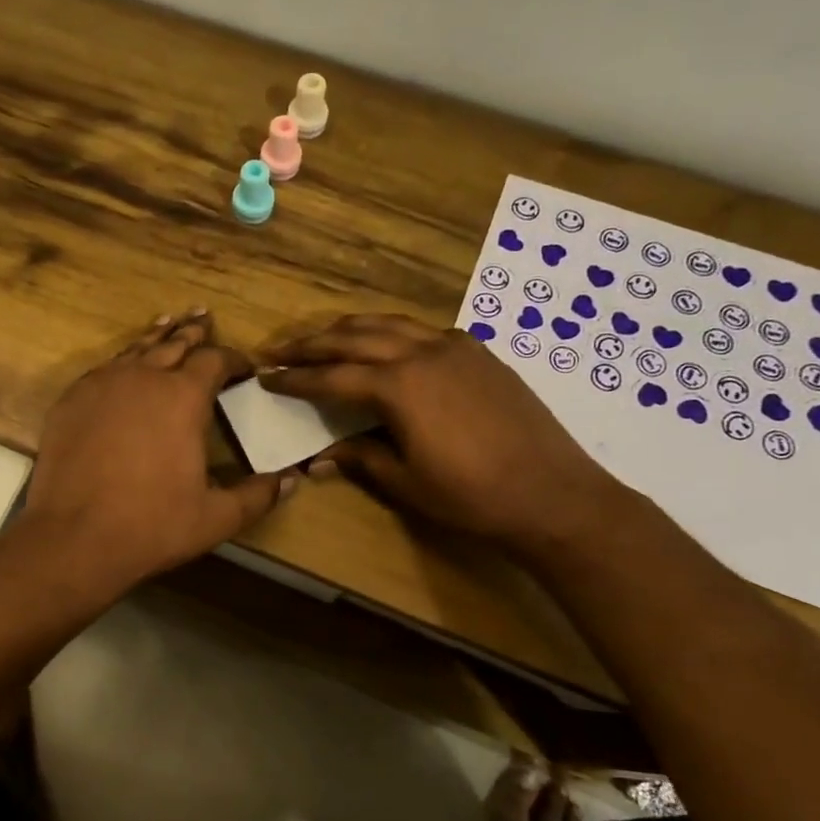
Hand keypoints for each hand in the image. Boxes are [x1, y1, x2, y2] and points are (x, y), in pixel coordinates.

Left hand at [18, 309, 296, 595]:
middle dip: (193, 333)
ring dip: (156, 338)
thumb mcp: (216, 517)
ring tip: (167, 323)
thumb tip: (292, 479)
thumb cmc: (152, 525)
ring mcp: (101, 385)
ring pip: (135, 350)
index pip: (215, 360)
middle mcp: (143, 377)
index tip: (244, 366)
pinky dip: (121, 362)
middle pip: (173, 344)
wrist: (75, 537)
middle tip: (203, 318)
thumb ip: (257, 495)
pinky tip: (122, 366)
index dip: (233, 358)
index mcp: (183, 397)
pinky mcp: (71, 400)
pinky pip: (103, 369)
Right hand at [259, 314, 627, 553]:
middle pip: (355, 337)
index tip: (267, 376)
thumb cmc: (471, 496)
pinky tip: (388, 347)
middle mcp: (422, 352)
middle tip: (281, 350)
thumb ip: (360, 458)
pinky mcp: (479, 352)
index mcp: (399, 386)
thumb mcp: (405, 482)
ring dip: (351, 329)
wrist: (552, 493)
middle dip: (313, 343)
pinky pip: (423, 331)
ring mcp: (455, 347)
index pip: (332, 376)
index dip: (296, 378)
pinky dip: (393, 333)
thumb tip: (318, 458)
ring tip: (325, 338)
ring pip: (390, 324)